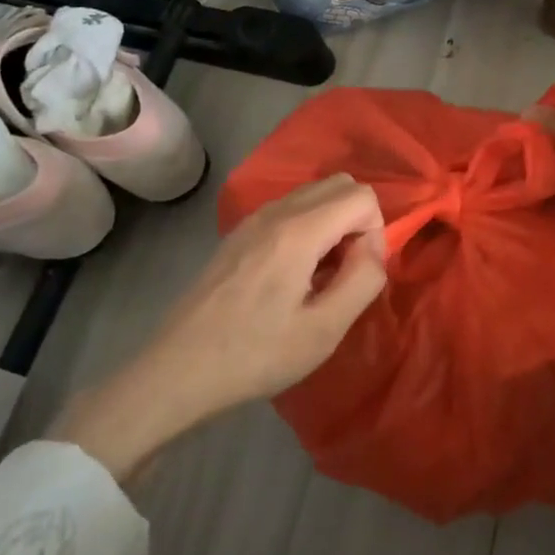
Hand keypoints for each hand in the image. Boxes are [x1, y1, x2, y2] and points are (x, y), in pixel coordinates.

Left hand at [56, 174, 386, 482]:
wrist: (178, 370)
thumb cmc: (255, 355)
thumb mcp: (324, 330)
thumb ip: (362, 280)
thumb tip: (371, 250)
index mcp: (299, 231)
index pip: (362, 197)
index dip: (376, 233)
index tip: (358, 275)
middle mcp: (275, 212)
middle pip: (340, 184)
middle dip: (357, 221)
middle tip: (345, 272)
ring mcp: (252, 219)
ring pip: (314, 194)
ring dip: (333, 224)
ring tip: (320, 277)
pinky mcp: (238, 234)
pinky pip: (290, 210)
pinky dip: (308, 228)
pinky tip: (292, 277)